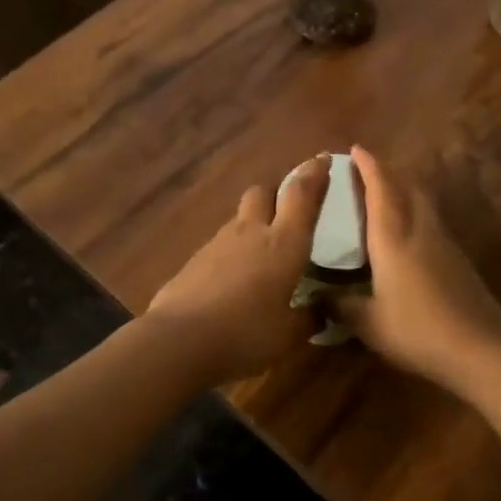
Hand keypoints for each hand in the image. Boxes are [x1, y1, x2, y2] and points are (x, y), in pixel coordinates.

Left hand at [145, 156, 329, 385]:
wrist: (178, 341)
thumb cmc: (246, 333)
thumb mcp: (288, 335)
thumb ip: (308, 318)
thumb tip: (321, 311)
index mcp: (283, 243)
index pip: (301, 195)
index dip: (314, 174)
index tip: (323, 159)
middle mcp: (251, 232)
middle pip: (262, 193)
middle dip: (276, 195)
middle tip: (287, 212)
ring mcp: (217, 243)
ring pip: (240, 219)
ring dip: (253, 226)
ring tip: (261, 255)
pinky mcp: (194, 261)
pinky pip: (220, 247)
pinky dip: (231, 255)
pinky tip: (233, 281)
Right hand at [332, 146, 500, 396]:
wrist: (479, 348)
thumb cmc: (416, 330)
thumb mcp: (368, 323)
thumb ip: (339, 306)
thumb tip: (315, 296)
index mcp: (392, 236)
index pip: (380, 188)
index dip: (368, 165)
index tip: (356, 149)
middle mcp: (419, 228)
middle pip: (406, 185)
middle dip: (387, 169)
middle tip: (368, 166)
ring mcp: (443, 241)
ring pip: (422, 200)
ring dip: (404, 186)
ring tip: (387, 190)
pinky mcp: (457, 257)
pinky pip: (431, 218)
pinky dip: (416, 209)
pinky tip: (409, 228)